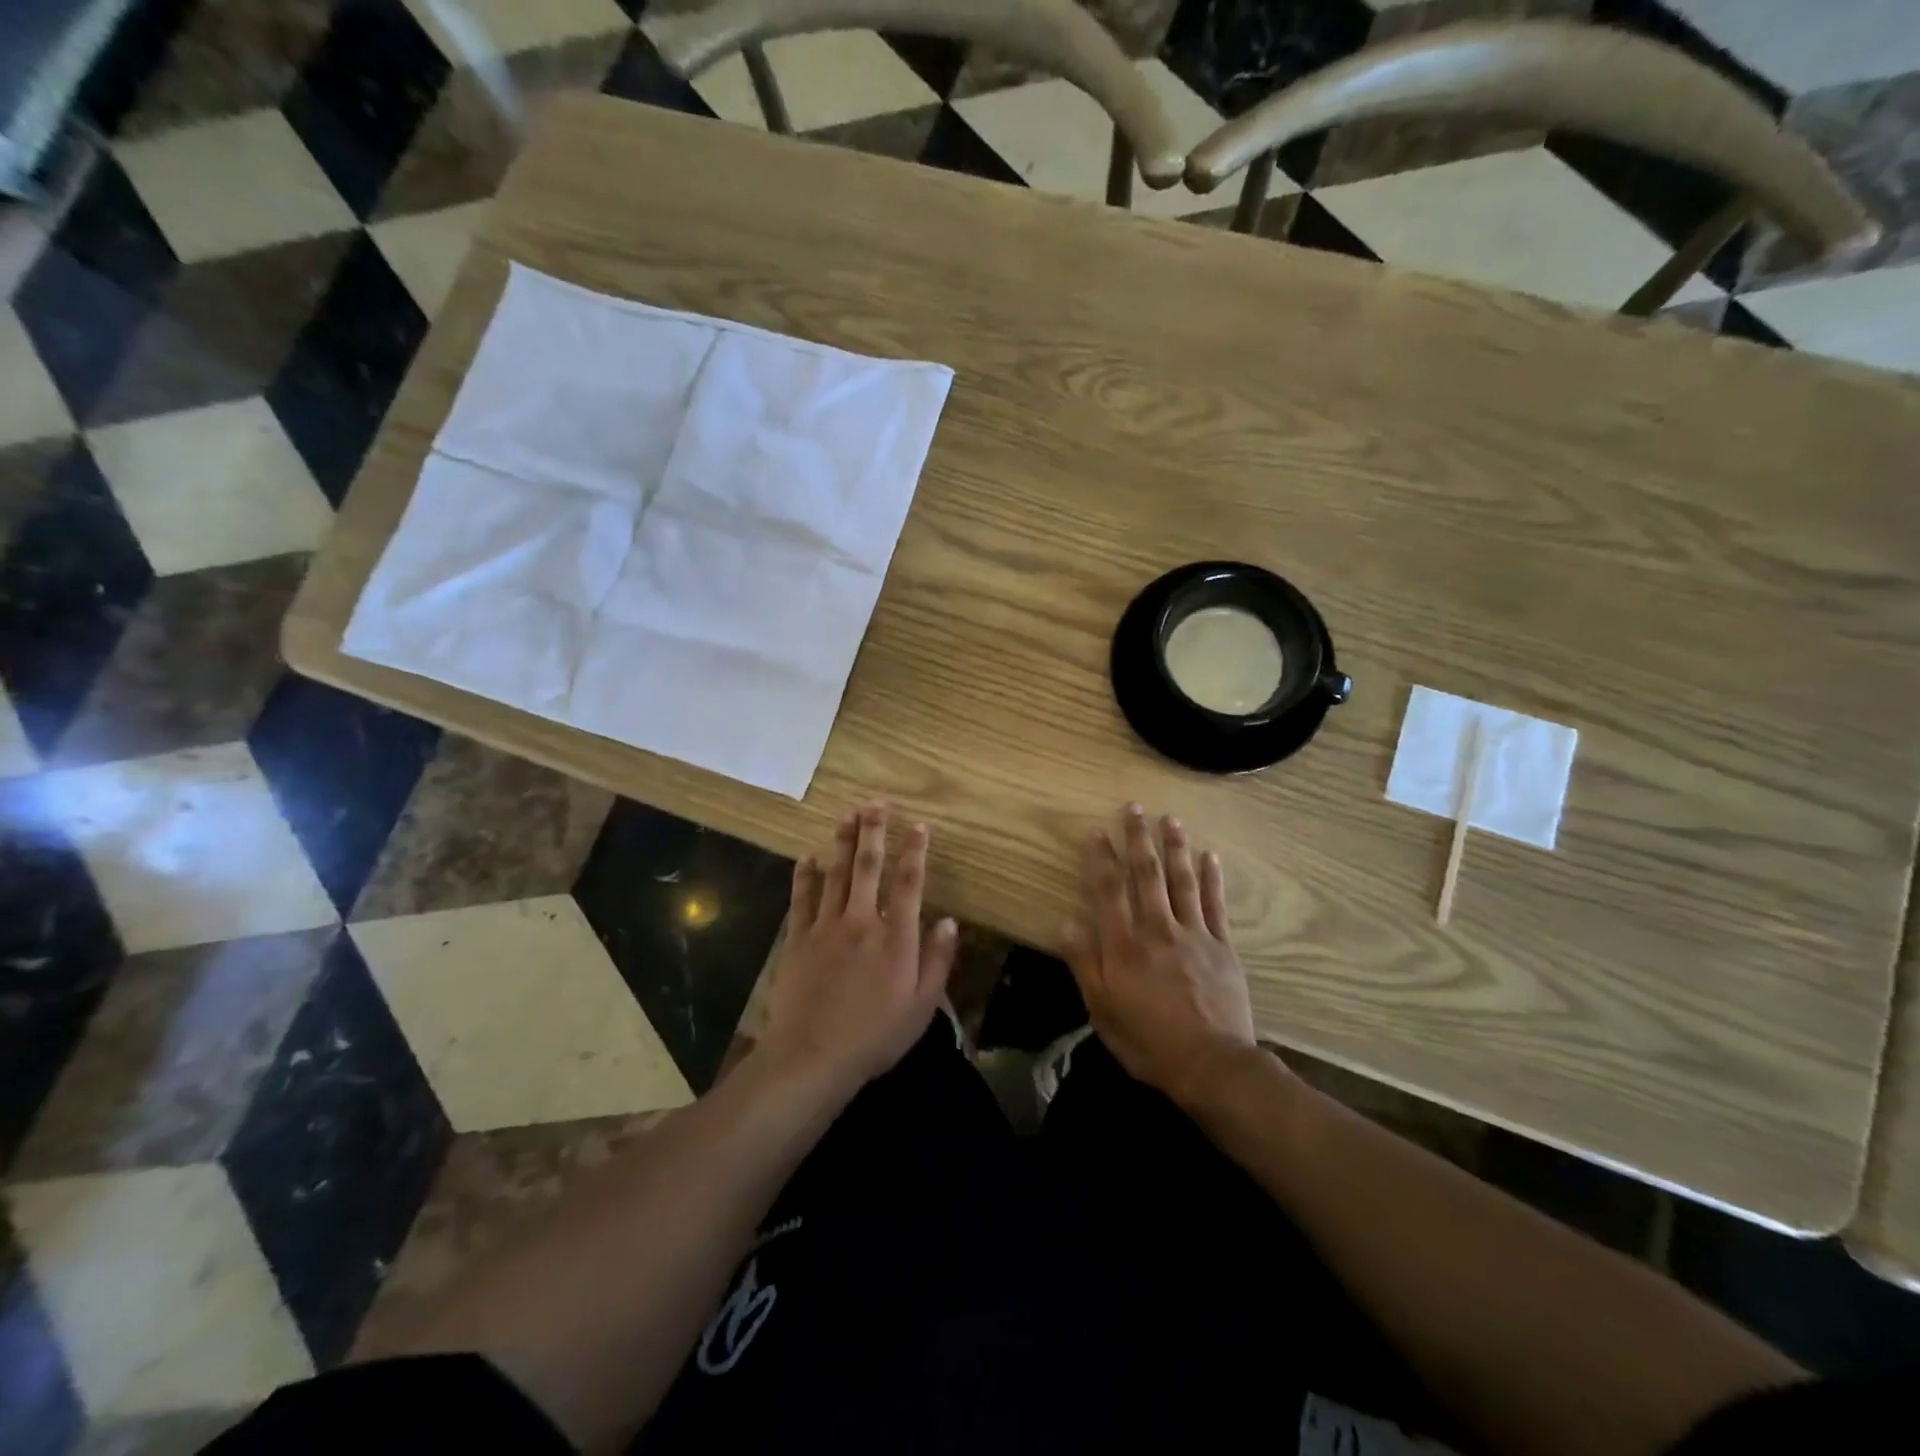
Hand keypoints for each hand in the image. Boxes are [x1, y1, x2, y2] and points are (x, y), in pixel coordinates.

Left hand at [757, 802, 958, 1096]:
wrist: (812, 1057)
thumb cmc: (874, 1036)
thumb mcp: (921, 1007)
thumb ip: (937, 961)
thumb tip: (951, 921)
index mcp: (895, 937)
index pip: (909, 883)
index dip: (915, 851)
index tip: (918, 825)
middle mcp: (861, 921)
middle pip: (869, 867)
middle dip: (874, 832)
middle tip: (876, 803)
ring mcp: (826, 927)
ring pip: (836, 874)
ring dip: (842, 842)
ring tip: (847, 814)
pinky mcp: (797, 940)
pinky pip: (801, 899)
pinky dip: (804, 876)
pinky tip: (807, 856)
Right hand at [1064, 804, 1260, 1105]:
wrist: (1211, 1064)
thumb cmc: (1148, 1040)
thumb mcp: (1102, 1010)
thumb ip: (1085, 964)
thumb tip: (1067, 924)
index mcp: (1125, 945)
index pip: (1109, 890)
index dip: (1101, 858)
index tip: (1096, 831)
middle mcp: (1158, 929)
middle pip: (1147, 875)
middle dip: (1139, 839)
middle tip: (1135, 807)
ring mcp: (1194, 934)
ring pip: (1182, 881)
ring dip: (1175, 847)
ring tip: (1171, 819)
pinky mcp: (1222, 946)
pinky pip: (1215, 904)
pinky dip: (1212, 878)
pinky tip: (1210, 856)